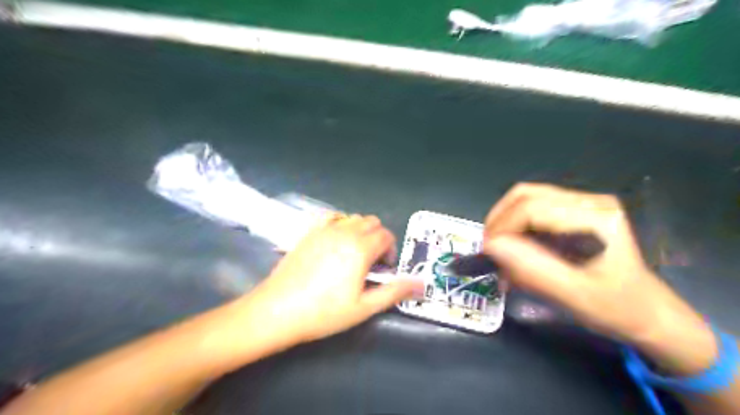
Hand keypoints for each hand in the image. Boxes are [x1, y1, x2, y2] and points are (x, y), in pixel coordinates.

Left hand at [239, 214, 417, 346]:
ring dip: (361, 231)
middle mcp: (345, 232)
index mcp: (361, 248)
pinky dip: (341, 223)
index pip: (386, 236)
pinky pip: (332, 217)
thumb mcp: (364, 306)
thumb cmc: (324, 312)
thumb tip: (421, 284)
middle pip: (372, 222)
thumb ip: (394, 291)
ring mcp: (324, 229)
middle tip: (371, 262)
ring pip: (353, 218)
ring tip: (354, 253)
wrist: (278, 310)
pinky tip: (335, 241)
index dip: (391, 251)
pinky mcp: (309, 231)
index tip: (384, 270)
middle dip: (379, 239)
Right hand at [480, 183, 717, 374]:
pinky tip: (514, 244)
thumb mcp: (571, 293)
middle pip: (526, 195)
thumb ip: (530, 268)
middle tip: (489, 249)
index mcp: (595, 217)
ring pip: (525, 197)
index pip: (532, 208)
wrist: (645, 310)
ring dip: (504, 220)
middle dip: (499, 220)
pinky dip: (515, 223)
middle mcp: (589, 201)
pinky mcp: (575, 209)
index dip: (502, 227)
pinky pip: (532, 206)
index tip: (487, 253)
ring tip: (498, 246)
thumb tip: (491, 246)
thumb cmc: (614, 306)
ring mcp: (583, 202)